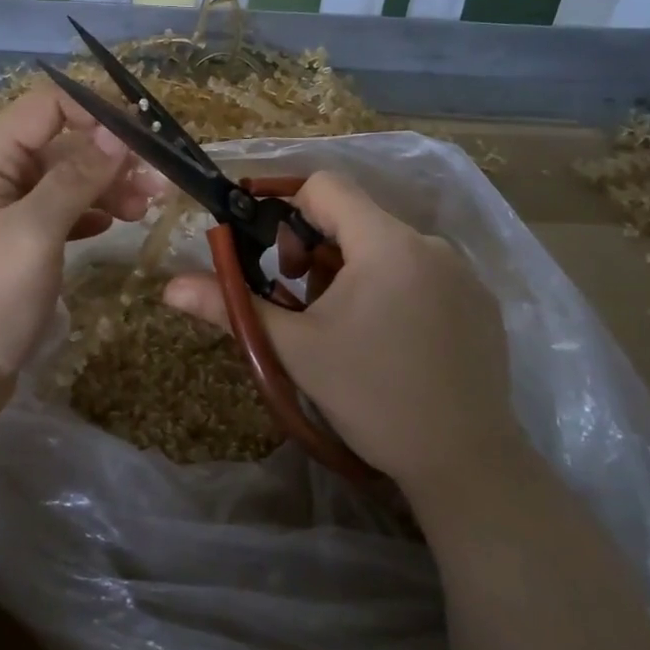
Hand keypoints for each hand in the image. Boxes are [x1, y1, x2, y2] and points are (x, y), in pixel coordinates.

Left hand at [0, 85, 158, 423]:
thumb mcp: (33, 233)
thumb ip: (75, 179)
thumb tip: (116, 133)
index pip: (44, 107)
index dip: (92, 111)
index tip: (141, 136)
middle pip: (61, 146)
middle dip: (110, 156)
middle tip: (159, 183)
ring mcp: (8, 216)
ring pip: (66, 182)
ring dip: (107, 187)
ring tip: (147, 210)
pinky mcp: (20, 248)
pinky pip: (62, 215)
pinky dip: (91, 215)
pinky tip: (113, 226)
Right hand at [162, 171, 517, 498]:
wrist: (466, 463)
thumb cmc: (372, 397)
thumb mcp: (294, 350)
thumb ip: (232, 307)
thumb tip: (169, 286)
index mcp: (386, 243)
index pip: (325, 186)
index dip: (286, 208)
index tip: (272, 257)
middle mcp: (430, 244)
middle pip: (355, 217)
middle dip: (316, 249)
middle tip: (303, 303)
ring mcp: (461, 273)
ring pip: (387, 247)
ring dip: (352, 271)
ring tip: (344, 326)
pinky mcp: (480, 301)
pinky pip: (421, 272)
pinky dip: (391, 288)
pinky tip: (388, 340)